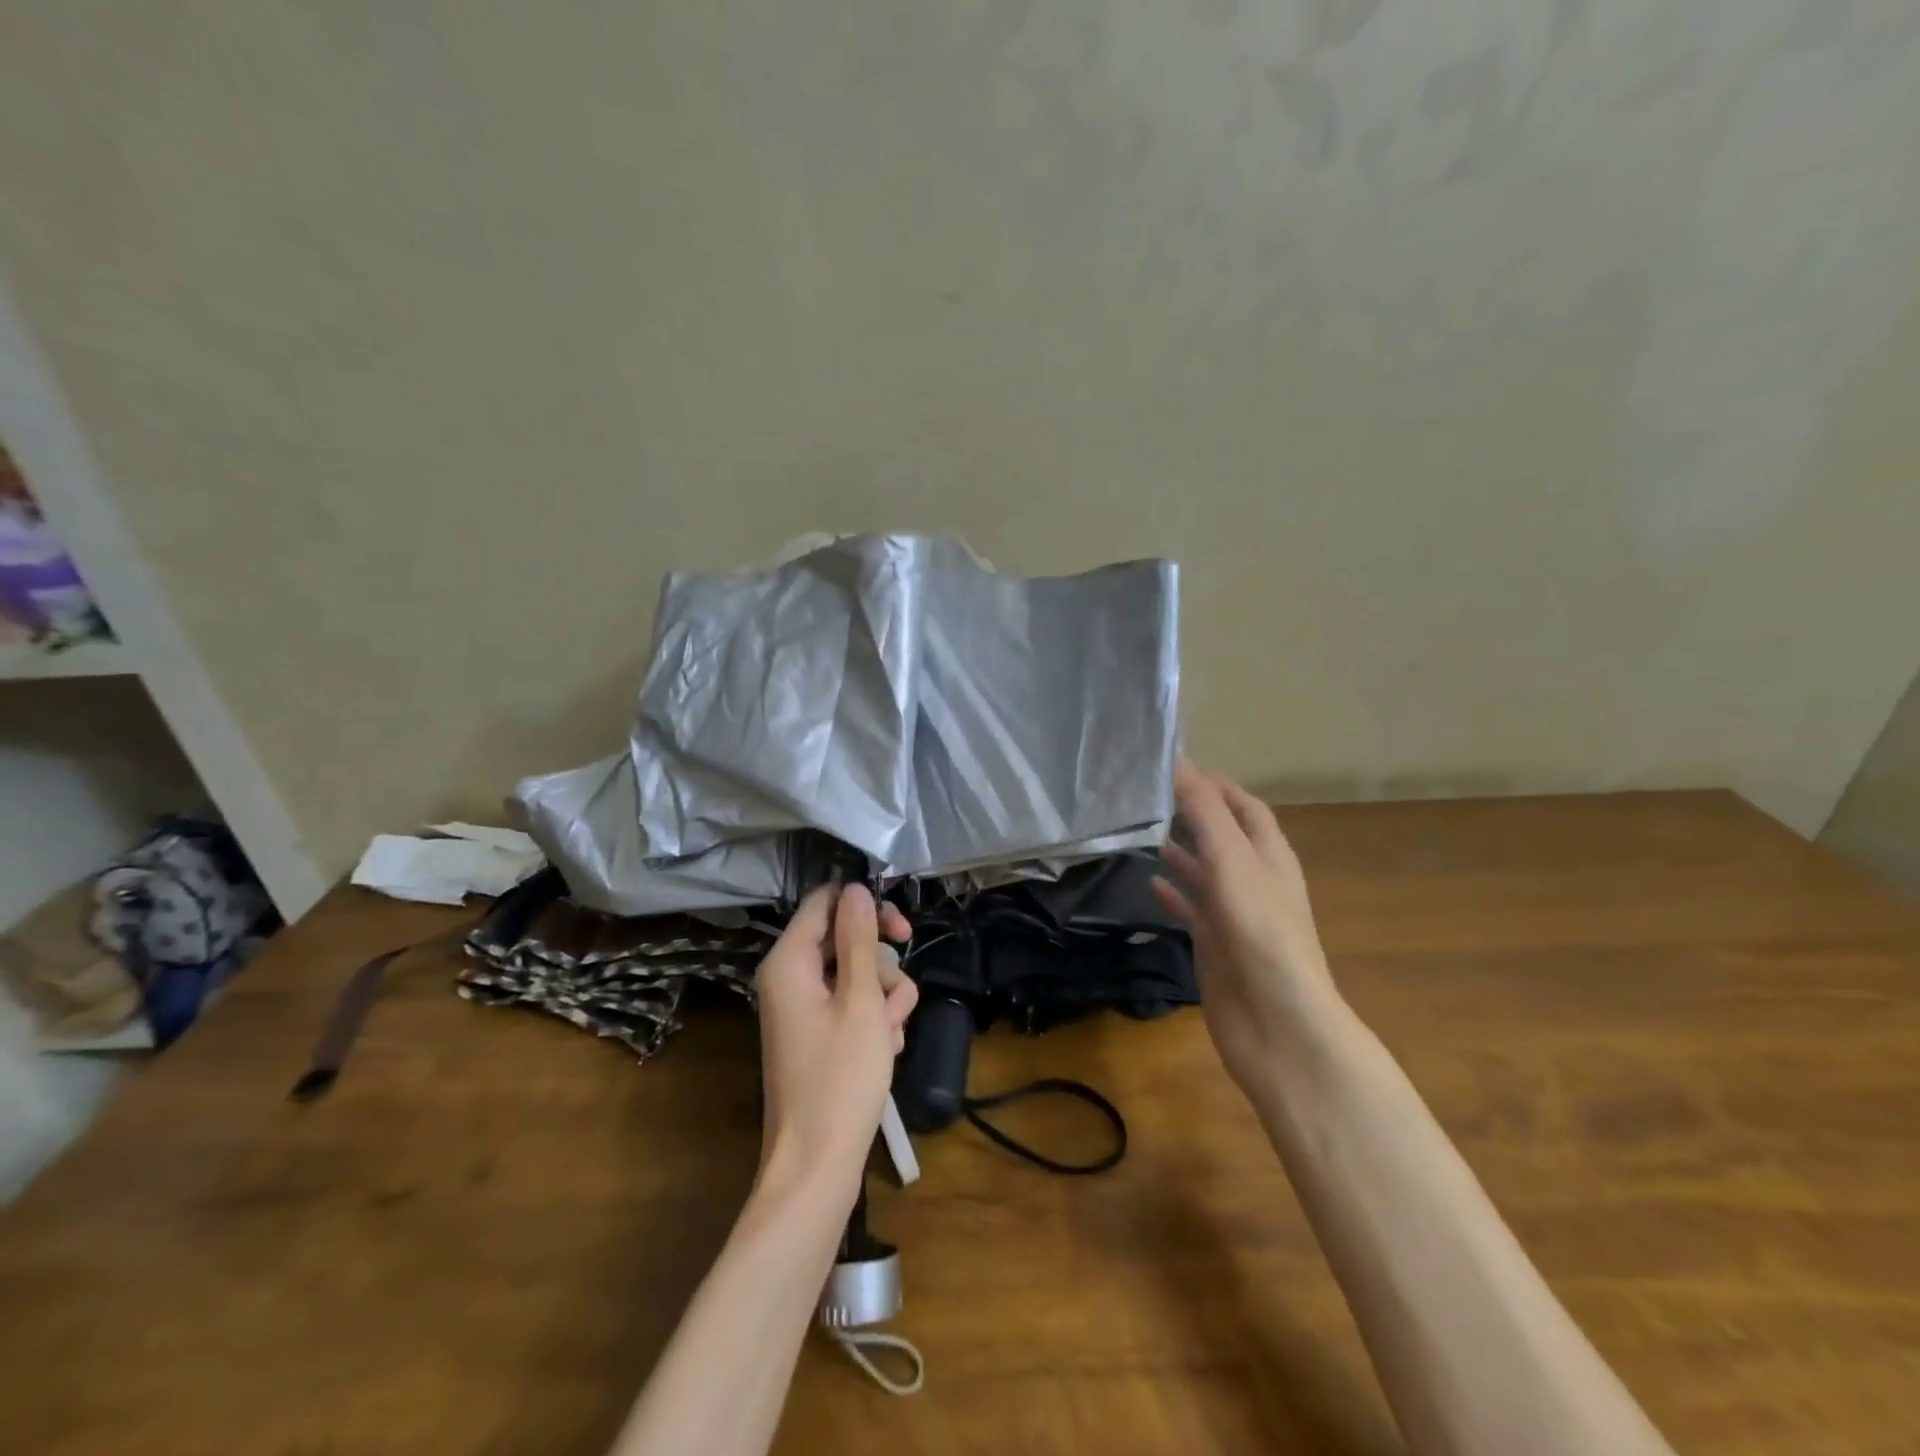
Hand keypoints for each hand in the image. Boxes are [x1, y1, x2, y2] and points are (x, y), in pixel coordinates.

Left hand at [755, 884, 916, 1199]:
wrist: (817, 1164)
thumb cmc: (840, 1077)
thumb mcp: (860, 1000)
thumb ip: (859, 939)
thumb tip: (855, 888)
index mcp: (789, 961)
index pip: (824, 902)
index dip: (864, 906)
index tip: (902, 928)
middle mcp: (791, 977)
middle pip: (844, 939)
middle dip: (880, 964)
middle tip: (900, 989)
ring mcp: (805, 1008)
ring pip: (857, 974)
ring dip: (884, 997)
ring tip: (890, 1034)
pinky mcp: (819, 1035)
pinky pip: (852, 1005)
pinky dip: (874, 1020)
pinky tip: (885, 1049)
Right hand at [1152, 759, 1341, 1091]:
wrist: (1275, 1022)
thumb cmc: (1259, 932)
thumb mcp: (1232, 861)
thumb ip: (1205, 812)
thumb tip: (1179, 761)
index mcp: (1269, 855)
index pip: (1244, 806)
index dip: (1215, 784)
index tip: (1174, 764)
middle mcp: (1253, 879)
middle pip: (1222, 835)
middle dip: (1192, 813)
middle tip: (1146, 795)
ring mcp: (1234, 913)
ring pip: (1204, 871)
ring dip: (1180, 850)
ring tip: (1142, 831)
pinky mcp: (1215, 943)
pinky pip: (1192, 908)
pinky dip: (1174, 892)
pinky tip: (1149, 883)